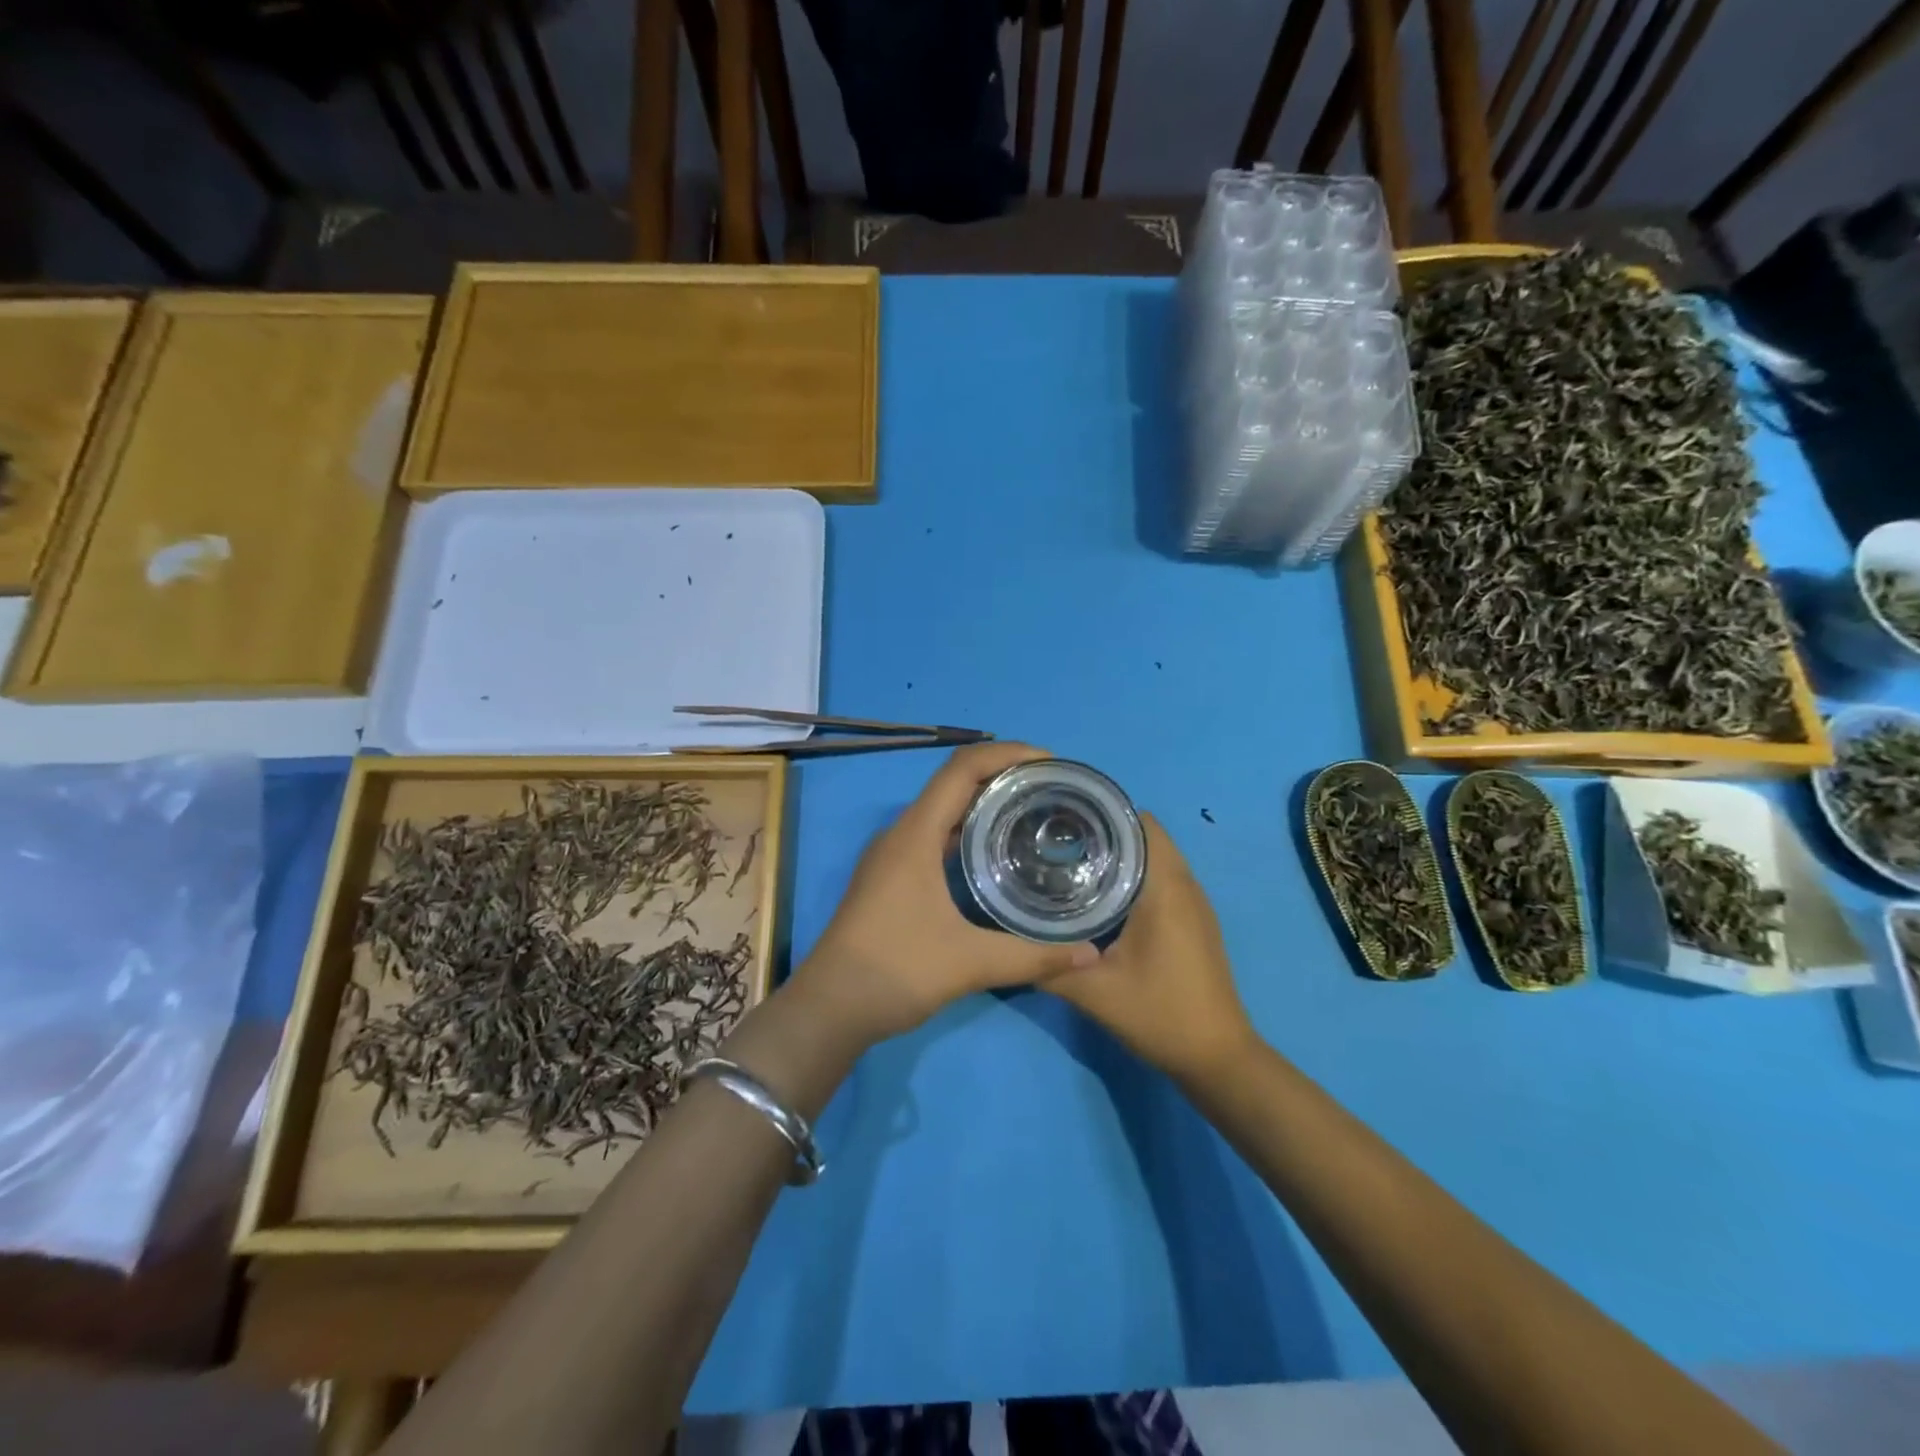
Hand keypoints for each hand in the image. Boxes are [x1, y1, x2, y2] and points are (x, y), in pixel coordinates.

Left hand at [793, 742, 1099, 1047]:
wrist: (829, 1008)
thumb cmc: (895, 971)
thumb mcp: (969, 963)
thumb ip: (1033, 956)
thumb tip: (1092, 954)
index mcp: (914, 835)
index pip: (961, 769)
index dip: (1006, 754)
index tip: (1049, 761)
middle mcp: (900, 834)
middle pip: (953, 784)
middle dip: (1001, 776)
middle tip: (1050, 788)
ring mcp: (892, 856)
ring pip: (942, 812)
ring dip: (983, 804)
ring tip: (1031, 813)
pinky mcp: (890, 878)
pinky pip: (934, 836)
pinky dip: (967, 832)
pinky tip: (994, 855)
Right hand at [1043, 814, 1256, 1081]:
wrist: (1217, 1058)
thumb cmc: (1159, 1014)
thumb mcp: (1093, 993)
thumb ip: (1047, 963)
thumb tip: (1007, 940)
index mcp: (1165, 888)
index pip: (1139, 823)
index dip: (1102, 814)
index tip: (1063, 820)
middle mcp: (1185, 885)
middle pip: (1146, 835)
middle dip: (1105, 831)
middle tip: (1058, 842)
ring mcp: (1195, 903)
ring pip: (1156, 857)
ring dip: (1121, 853)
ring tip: (1074, 862)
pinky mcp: (1195, 921)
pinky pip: (1163, 878)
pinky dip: (1136, 875)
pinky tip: (1103, 897)